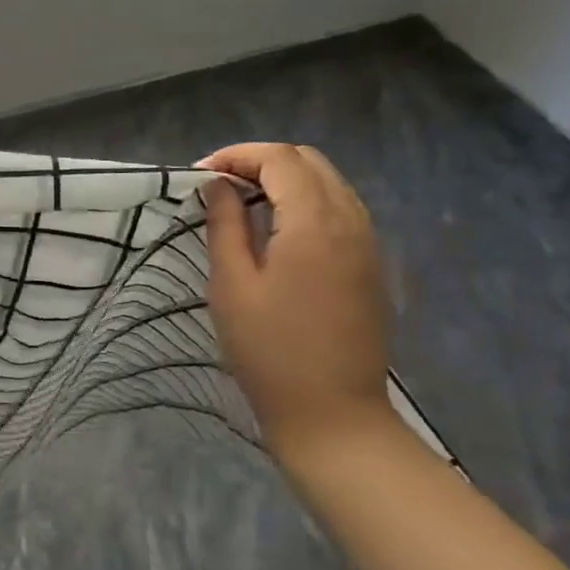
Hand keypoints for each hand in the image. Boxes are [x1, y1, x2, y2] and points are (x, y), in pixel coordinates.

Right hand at [199, 143, 392, 455]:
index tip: (198, 175)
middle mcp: (351, 221)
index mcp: (315, 223)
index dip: (236, 156)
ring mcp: (368, 243)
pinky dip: (305, 201)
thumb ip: (225, 224)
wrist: (332, 413)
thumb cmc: (269, 350)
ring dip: (284, 179)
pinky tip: (275, 228)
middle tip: (217, 184)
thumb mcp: (231, 285)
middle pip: (309, 162)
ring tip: (241, 202)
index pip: (280, 159)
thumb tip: (218, 185)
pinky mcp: (371, 265)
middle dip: (260, 161)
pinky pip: (340, 209)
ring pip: (329, 182)